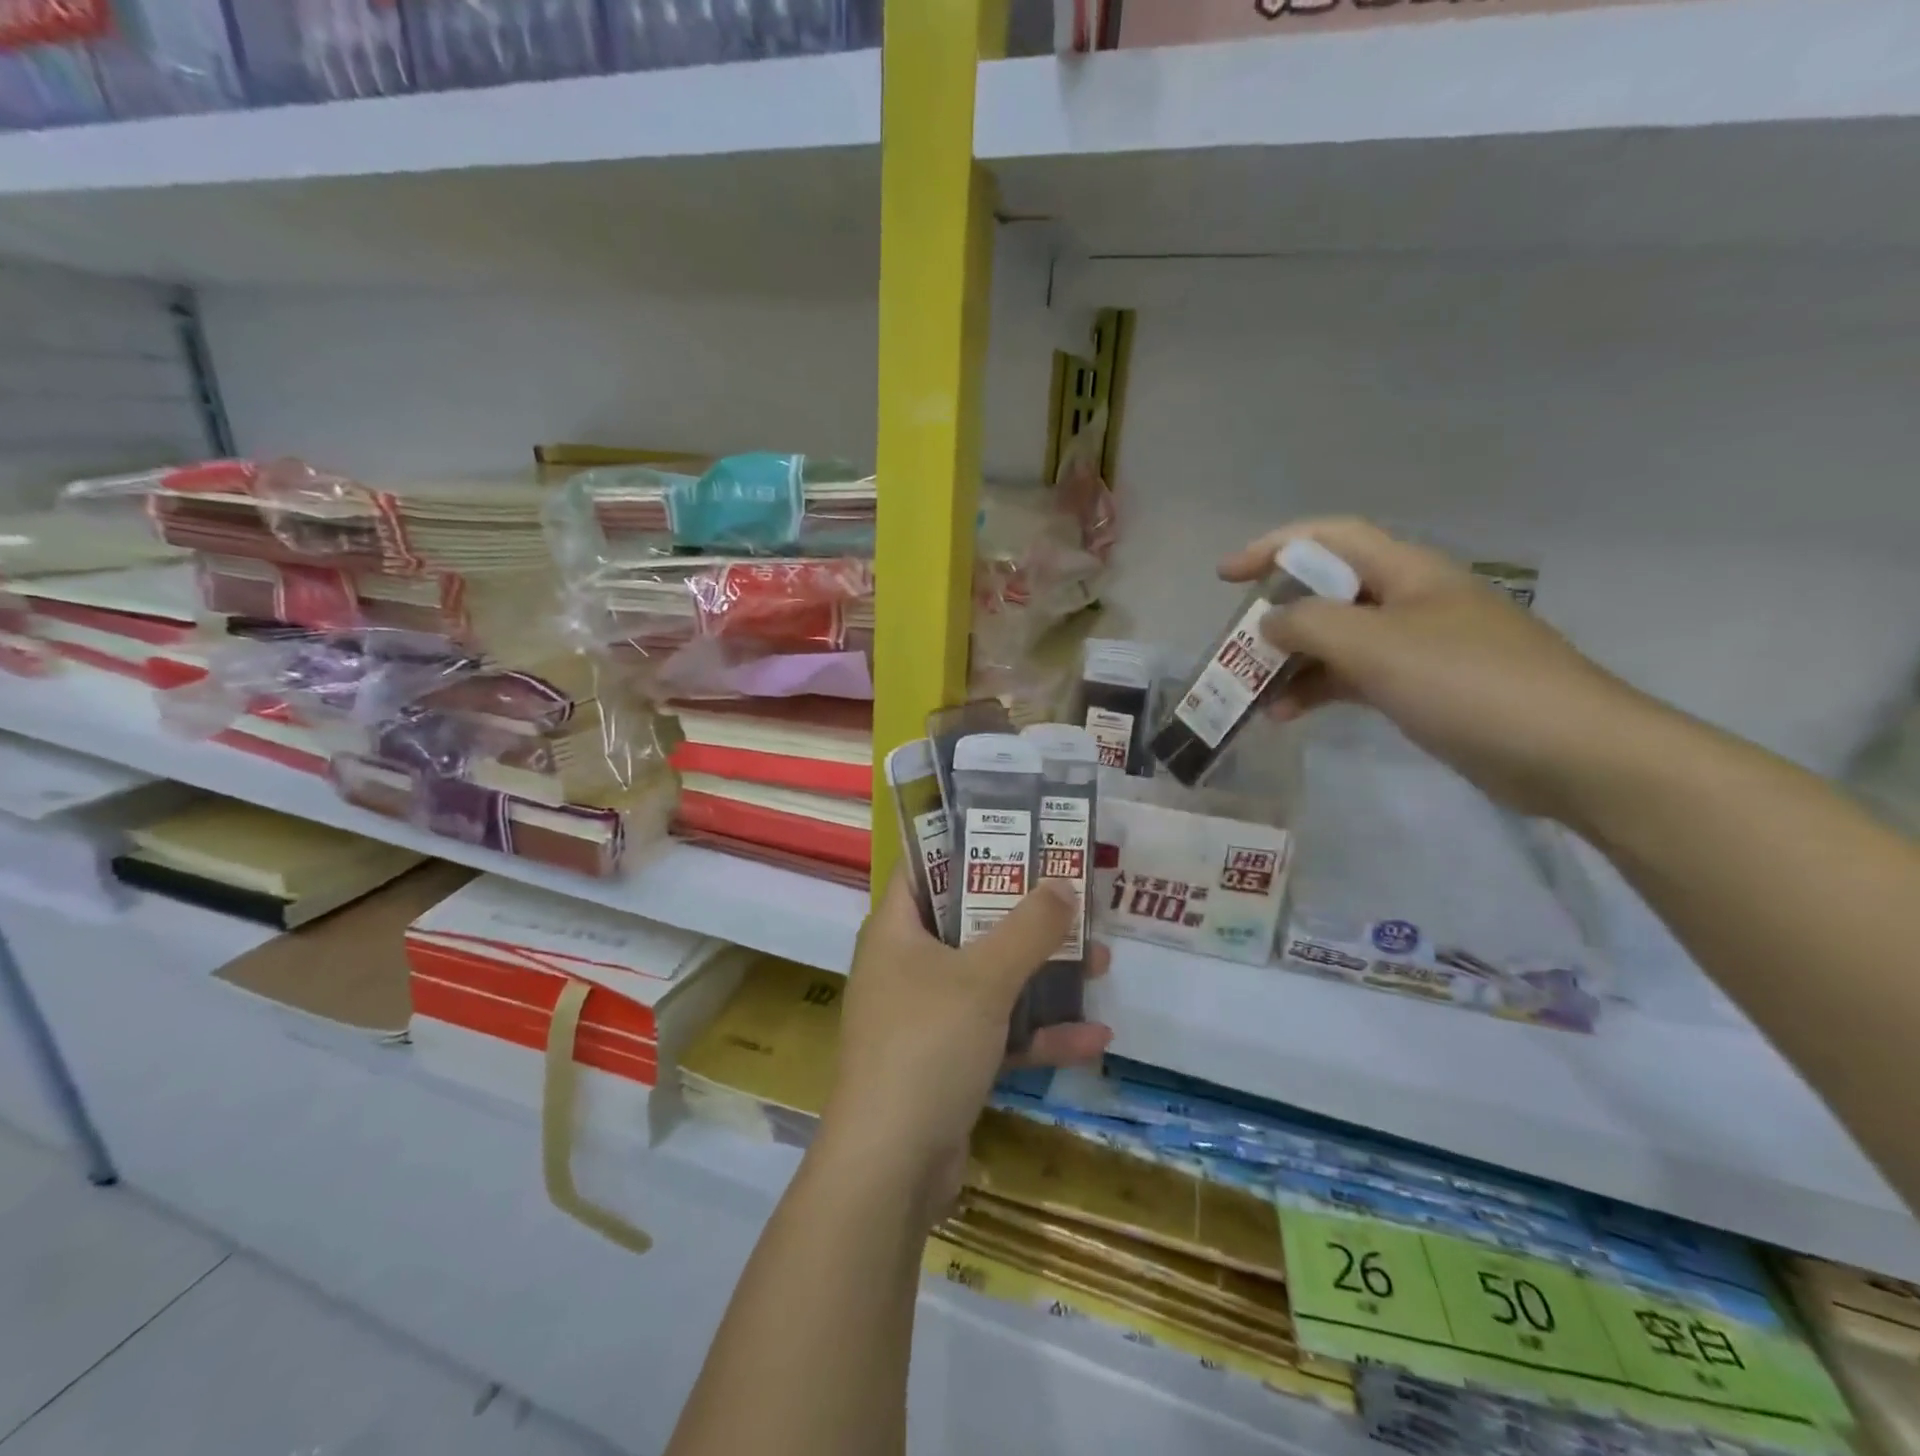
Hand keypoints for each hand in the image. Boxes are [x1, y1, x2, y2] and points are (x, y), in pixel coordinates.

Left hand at [817, 871, 1112, 1223]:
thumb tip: (1063, 883)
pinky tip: (1094, 1038)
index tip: (1018, 837)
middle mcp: (906, 967)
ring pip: (991, 979)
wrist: (891, 1167)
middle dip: (1025, 915)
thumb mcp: (984, 977)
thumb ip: (1028, 928)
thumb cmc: (927, 1045)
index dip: (967, 848)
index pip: (925, 869)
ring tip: (1100, 961)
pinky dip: (1038, 1034)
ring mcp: (926, 1017)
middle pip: (969, 923)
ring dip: (1042, 974)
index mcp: (897, 932)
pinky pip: (997, 1033)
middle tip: (1073, 899)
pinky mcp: (947, 1062)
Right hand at [1221, 517, 1663, 825]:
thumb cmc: (1468, 683)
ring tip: (1253, 694)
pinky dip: (1320, 690)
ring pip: (1338, 639)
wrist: (1570, 752)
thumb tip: (1269, 621)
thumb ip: (1310, 624)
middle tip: (1236, 647)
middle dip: (1277, 614)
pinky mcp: (1424, 688)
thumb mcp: (1377, 646)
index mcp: (1407, 571)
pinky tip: (1289, 715)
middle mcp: (1411, 599)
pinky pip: (1356, 677)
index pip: (1328, 538)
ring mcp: (1419, 646)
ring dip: (1292, 661)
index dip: (1272, 547)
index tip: (1226, 577)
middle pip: (1328, 591)